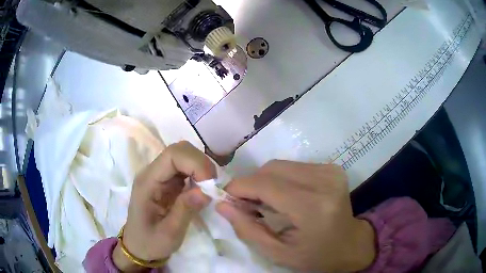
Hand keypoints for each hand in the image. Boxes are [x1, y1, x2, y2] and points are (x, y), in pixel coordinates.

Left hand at [113, 141, 214, 271]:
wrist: (139, 247)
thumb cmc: (150, 242)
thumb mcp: (169, 233)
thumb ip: (186, 210)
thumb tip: (207, 191)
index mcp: (147, 182)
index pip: (173, 155)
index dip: (196, 163)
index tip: (210, 185)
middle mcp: (152, 173)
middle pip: (179, 150)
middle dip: (201, 164)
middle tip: (211, 187)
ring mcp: (159, 176)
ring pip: (184, 156)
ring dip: (201, 169)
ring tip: (208, 190)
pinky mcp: (167, 182)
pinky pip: (185, 168)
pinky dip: (198, 175)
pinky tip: (201, 191)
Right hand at [216, 160, 375, 271]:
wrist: (349, 244)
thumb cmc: (314, 256)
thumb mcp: (277, 253)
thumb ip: (247, 229)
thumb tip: (222, 204)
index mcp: (313, 207)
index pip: (266, 185)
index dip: (239, 188)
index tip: (225, 198)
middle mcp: (324, 181)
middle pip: (271, 169)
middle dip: (251, 185)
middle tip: (246, 205)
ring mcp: (330, 171)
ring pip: (280, 165)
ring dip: (265, 181)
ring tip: (265, 202)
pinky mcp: (331, 167)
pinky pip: (293, 166)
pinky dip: (280, 179)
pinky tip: (283, 196)